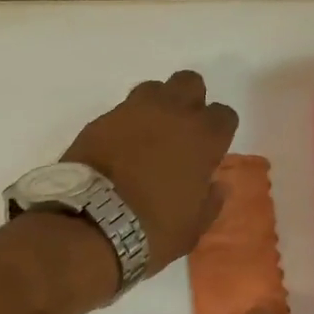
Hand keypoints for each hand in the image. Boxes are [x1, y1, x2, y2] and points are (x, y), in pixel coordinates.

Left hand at [61, 70, 237, 273]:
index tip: (208, 152)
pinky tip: (118, 149)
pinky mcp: (99, 120)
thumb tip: (215, 186)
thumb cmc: (151, 230)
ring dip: (156, 106)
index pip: (224, 115)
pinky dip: (124, 124)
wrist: (90, 224)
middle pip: (189, 83)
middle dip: (189, 101)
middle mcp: (170, 113)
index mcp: (202, 137)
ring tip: (147, 136)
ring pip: (153, 88)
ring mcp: (131, 112)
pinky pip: (120, 111)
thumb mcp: (192, 227)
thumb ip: (208, 201)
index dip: (217, 132)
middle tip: (180, 132)